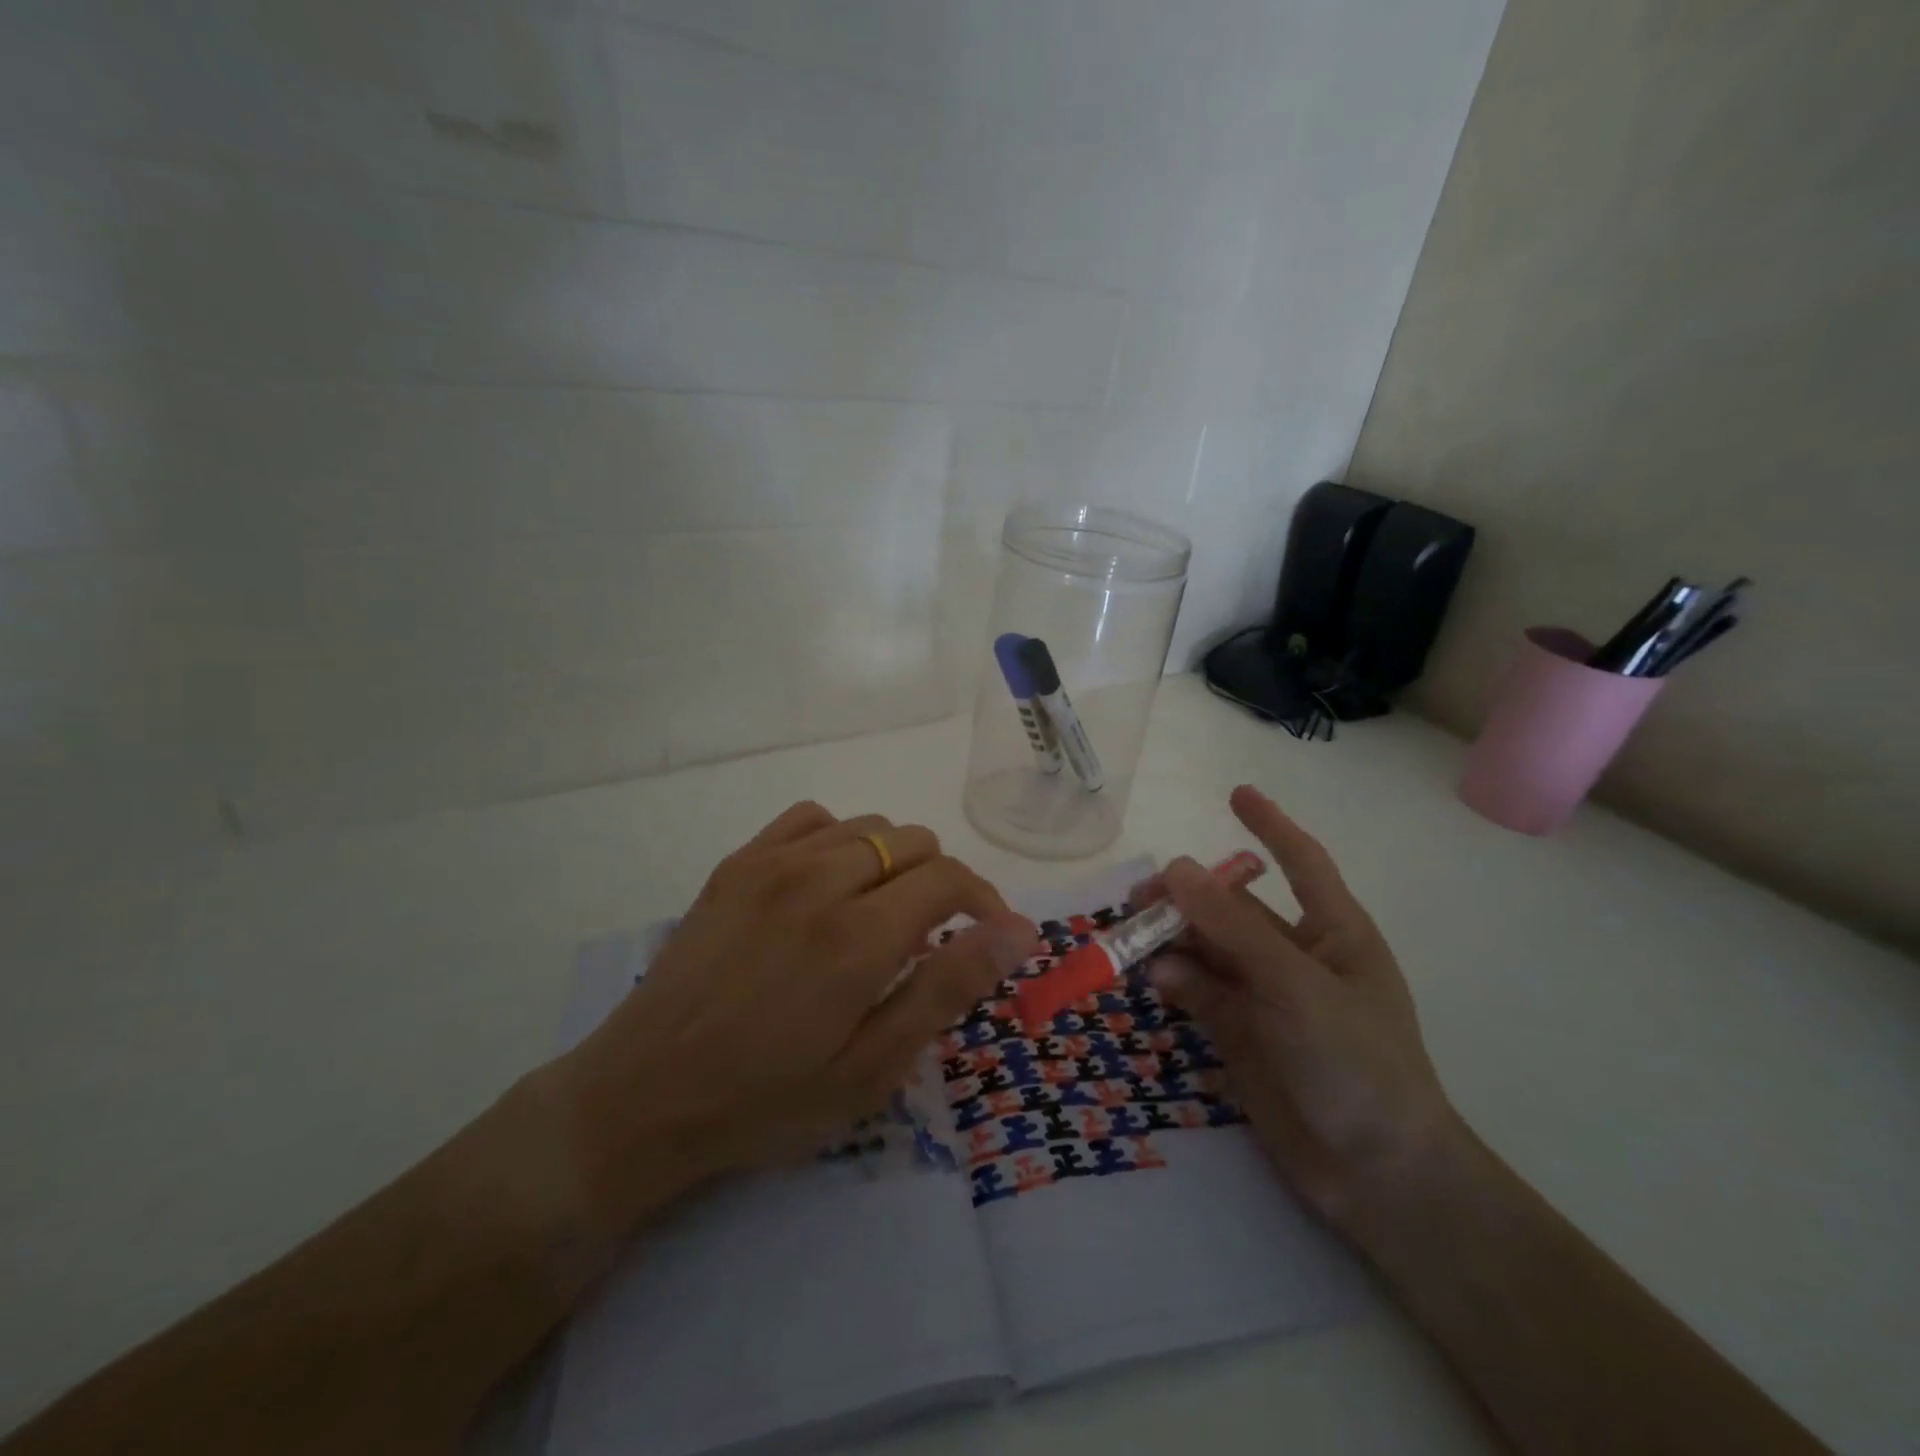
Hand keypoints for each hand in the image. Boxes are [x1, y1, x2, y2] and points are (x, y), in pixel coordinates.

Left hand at [552, 801, 1033, 1227]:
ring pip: (869, 825)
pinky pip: (812, 818)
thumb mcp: (870, 1069)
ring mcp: (772, 863)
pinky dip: (840, 840)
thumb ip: (947, 989)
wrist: (641, 1095)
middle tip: (929, 941)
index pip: (949, 877)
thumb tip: (1016, 932)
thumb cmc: (765, 1100)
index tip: (989, 937)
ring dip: (894, 862)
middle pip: (915, 842)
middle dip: (941, 885)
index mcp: (859, 937)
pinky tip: (829, 883)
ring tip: (880, 915)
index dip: (984, 902)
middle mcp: (820, 880)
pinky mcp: (738, 862)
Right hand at [1142, 785, 1456, 1231]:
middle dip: (1190, 896)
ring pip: (1208, 949)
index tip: (1235, 793)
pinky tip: (1156, 983)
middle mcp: (1296, 957)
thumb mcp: (1296, 987)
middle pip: (1234, 908)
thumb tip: (1174, 867)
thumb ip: (1233, 929)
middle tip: (1140, 897)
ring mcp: (1266, 996)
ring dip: (1172, 939)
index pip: (1301, 862)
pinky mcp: (1240, 1033)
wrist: (1376, 1176)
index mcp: (1334, 933)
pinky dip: (1175, 981)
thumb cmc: (1357, 1064)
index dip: (1270, 825)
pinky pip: (1198, 991)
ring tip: (1133, 938)